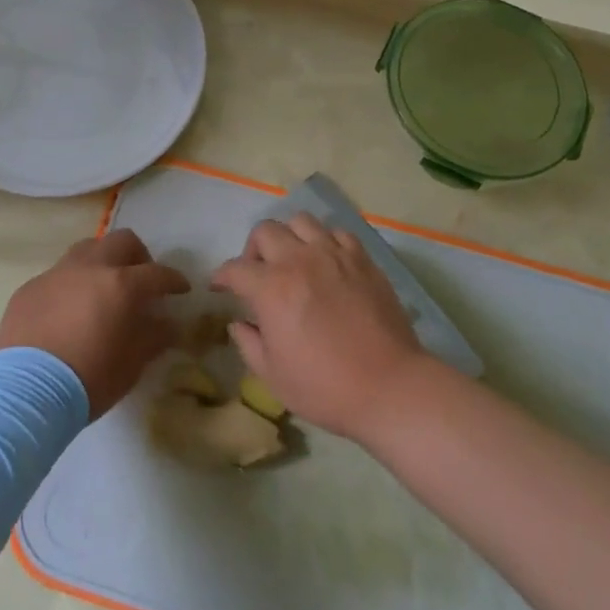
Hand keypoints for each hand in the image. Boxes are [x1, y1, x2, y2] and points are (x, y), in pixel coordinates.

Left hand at [0, 229, 189, 417]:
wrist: (26, 393)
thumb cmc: (89, 379)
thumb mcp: (132, 364)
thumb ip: (154, 337)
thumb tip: (168, 324)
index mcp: (121, 285)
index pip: (157, 274)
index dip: (173, 280)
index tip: (181, 289)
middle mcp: (90, 268)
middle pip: (122, 241)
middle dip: (138, 257)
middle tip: (141, 280)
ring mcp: (56, 274)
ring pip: (87, 249)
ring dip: (102, 262)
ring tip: (103, 288)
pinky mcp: (29, 288)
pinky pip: (57, 275)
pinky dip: (71, 285)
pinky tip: (67, 312)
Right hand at [211, 212, 427, 442]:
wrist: (389, 387)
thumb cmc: (325, 388)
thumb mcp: (273, 376)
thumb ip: (248, 343)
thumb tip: (238, 322)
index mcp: (271, 289)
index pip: (234, 269)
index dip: (221, 277)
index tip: (219, 286)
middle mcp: (299, 260)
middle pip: (265, 231)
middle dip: (253, 250)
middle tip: (258, 273)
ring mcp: (333, 255)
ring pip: (301, 221)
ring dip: (289, 237)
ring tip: (293, 260)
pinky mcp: (362, 259)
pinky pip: (337, 233)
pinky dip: (325, 242)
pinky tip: (327, 263)